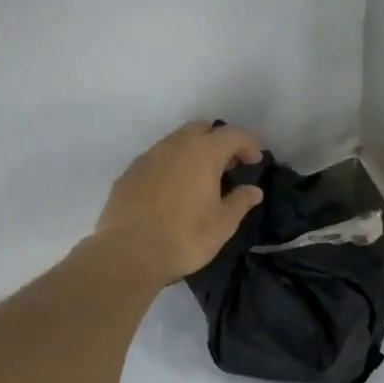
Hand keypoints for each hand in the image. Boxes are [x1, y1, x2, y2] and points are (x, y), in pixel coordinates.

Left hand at [94, 122, 265, 281]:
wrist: (128, 253)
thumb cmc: (185, 237)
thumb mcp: (223, 224)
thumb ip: (240, 202)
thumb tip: (253, 190)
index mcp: (203, 153)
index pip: (233, 134)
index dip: (248, 144)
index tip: (255, 162)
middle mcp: (174, 146)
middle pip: (202, 129)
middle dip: (218, 141)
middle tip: (227, 166)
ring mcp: (148, 157)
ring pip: (176, 141)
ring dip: (192, 152)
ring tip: (200, 179)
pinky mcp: (129, 173)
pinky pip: (156, 159)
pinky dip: (170, 166)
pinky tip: (171, 191)